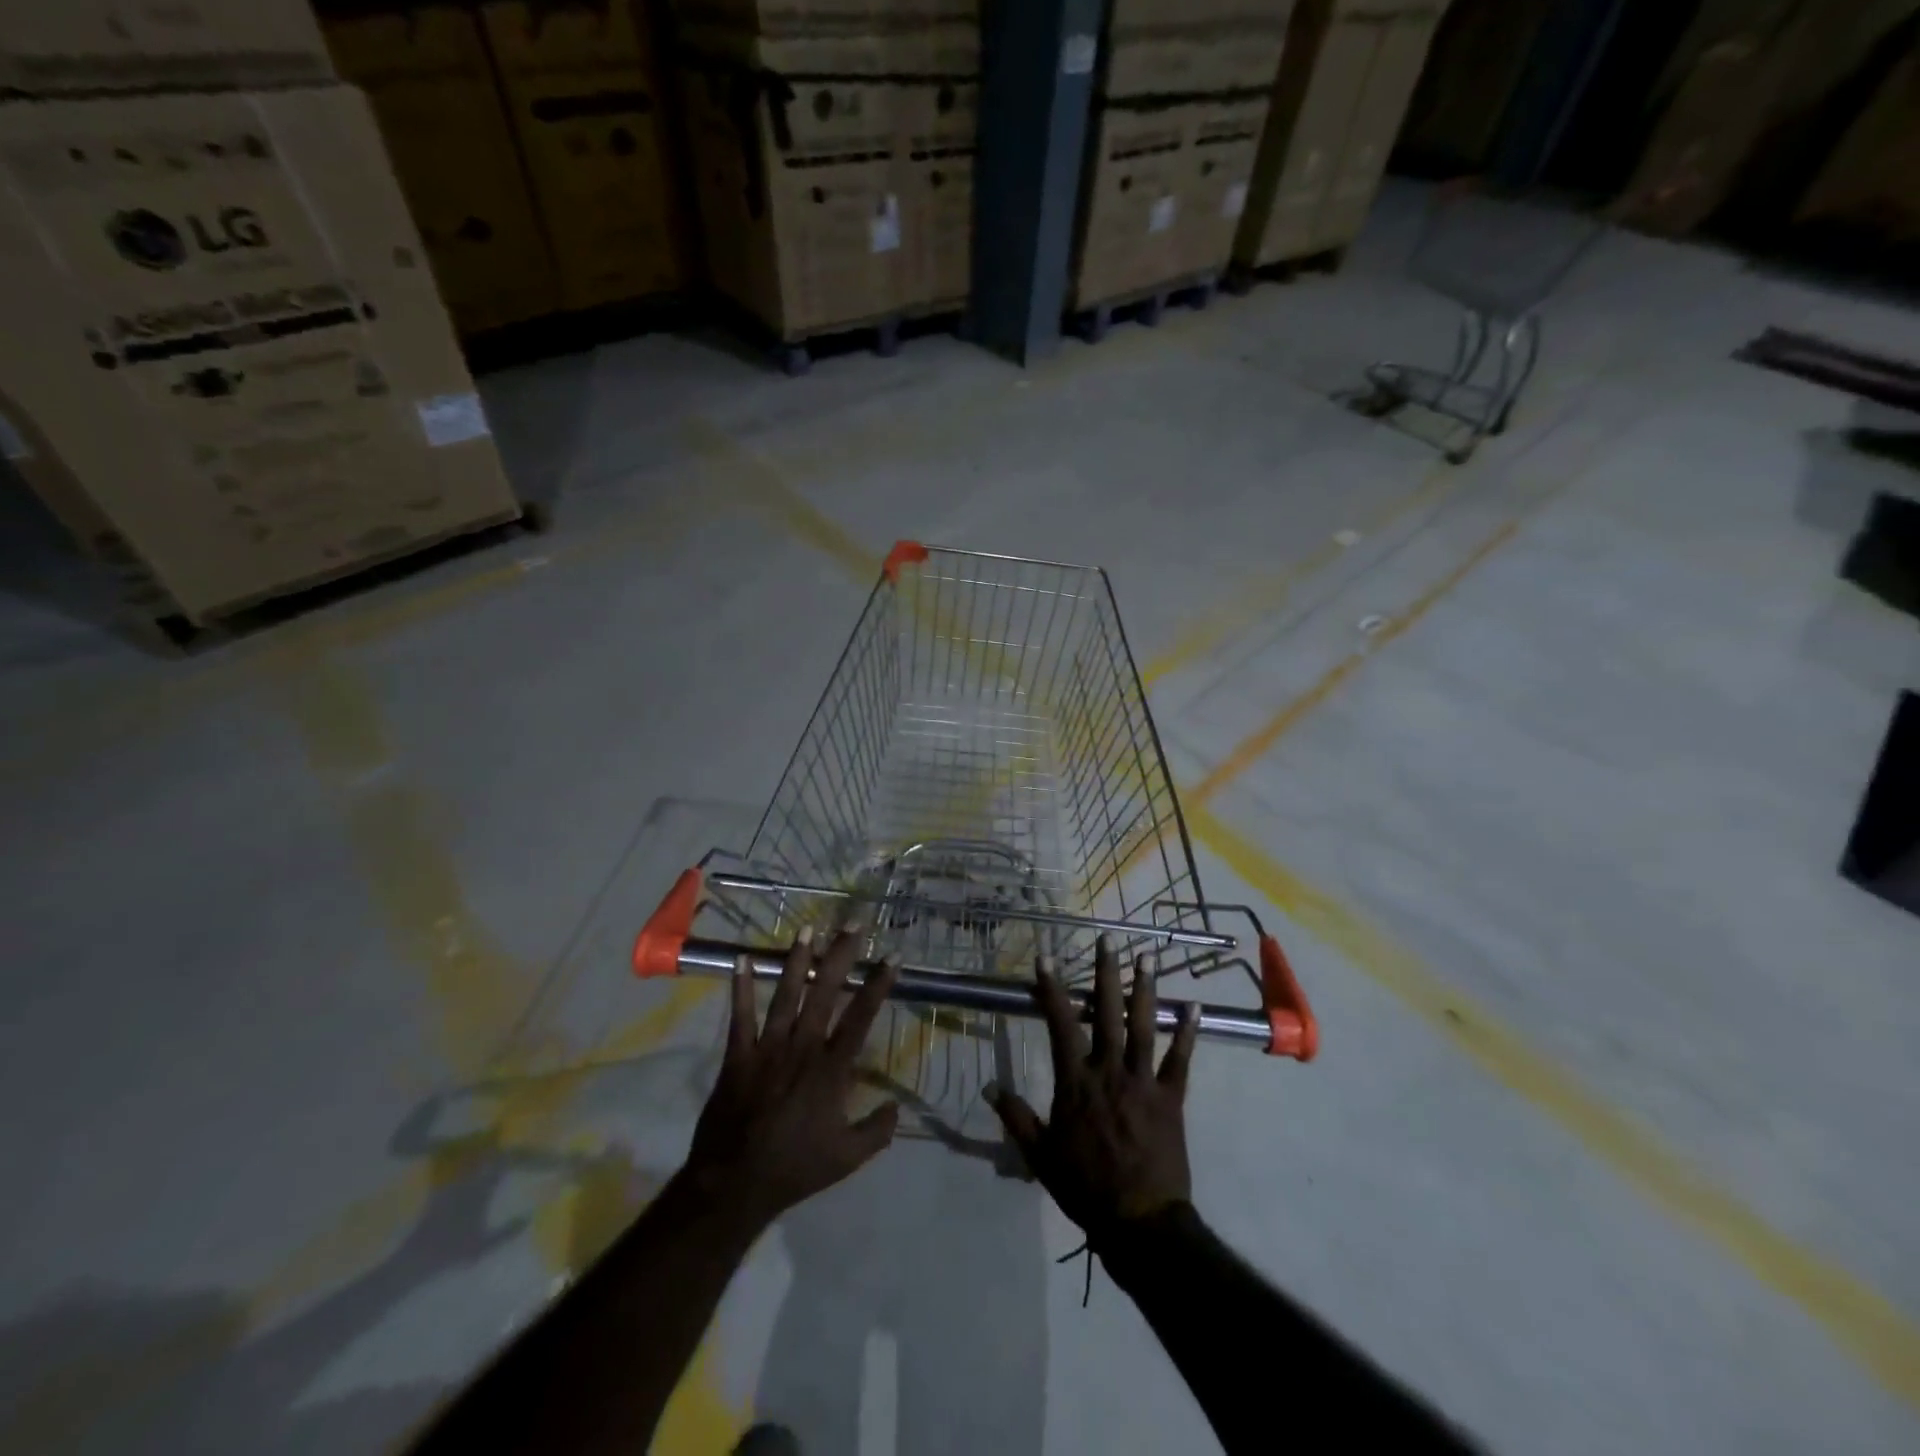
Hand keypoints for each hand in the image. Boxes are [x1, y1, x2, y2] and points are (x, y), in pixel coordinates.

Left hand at [683, 930, 899, 1231]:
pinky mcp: (738, 1055)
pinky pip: (740, 1015)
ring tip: (807, 928)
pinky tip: (740, 959)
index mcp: (831, 1068)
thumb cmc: (795, 1168)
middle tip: (852, 925)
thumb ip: (877, 1131)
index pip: (861, 1017)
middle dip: (840, 956)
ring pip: (786, 993)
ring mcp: (768, 1047)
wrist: (734, 1184)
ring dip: (797, 959)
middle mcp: (803, 1047)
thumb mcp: (847, 1158)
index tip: (892, 957)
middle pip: (825, 992)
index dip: (878, 985)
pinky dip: (740, 987)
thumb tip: (897, 1108)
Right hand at [987, 937, 1198, 1244]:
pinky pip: (1180, 1060)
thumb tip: (987, 1087)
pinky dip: (1187, 1033)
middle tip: (1108, 940)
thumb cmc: (1084, 1186)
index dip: (1051, 990)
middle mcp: (1108, 1071)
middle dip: (1105, 974)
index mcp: (1075, 1082)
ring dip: (1145, 990)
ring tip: (1146, 957)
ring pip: (1143, 1026)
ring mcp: (1142, 1081)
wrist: (1139, 1221)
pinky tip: (1193, 1007)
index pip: (1059, 1025)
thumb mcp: (1040, 1155)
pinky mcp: (1171, 1098)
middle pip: (1106, 1013)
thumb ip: (1015, 1117)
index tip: (1045, 959)